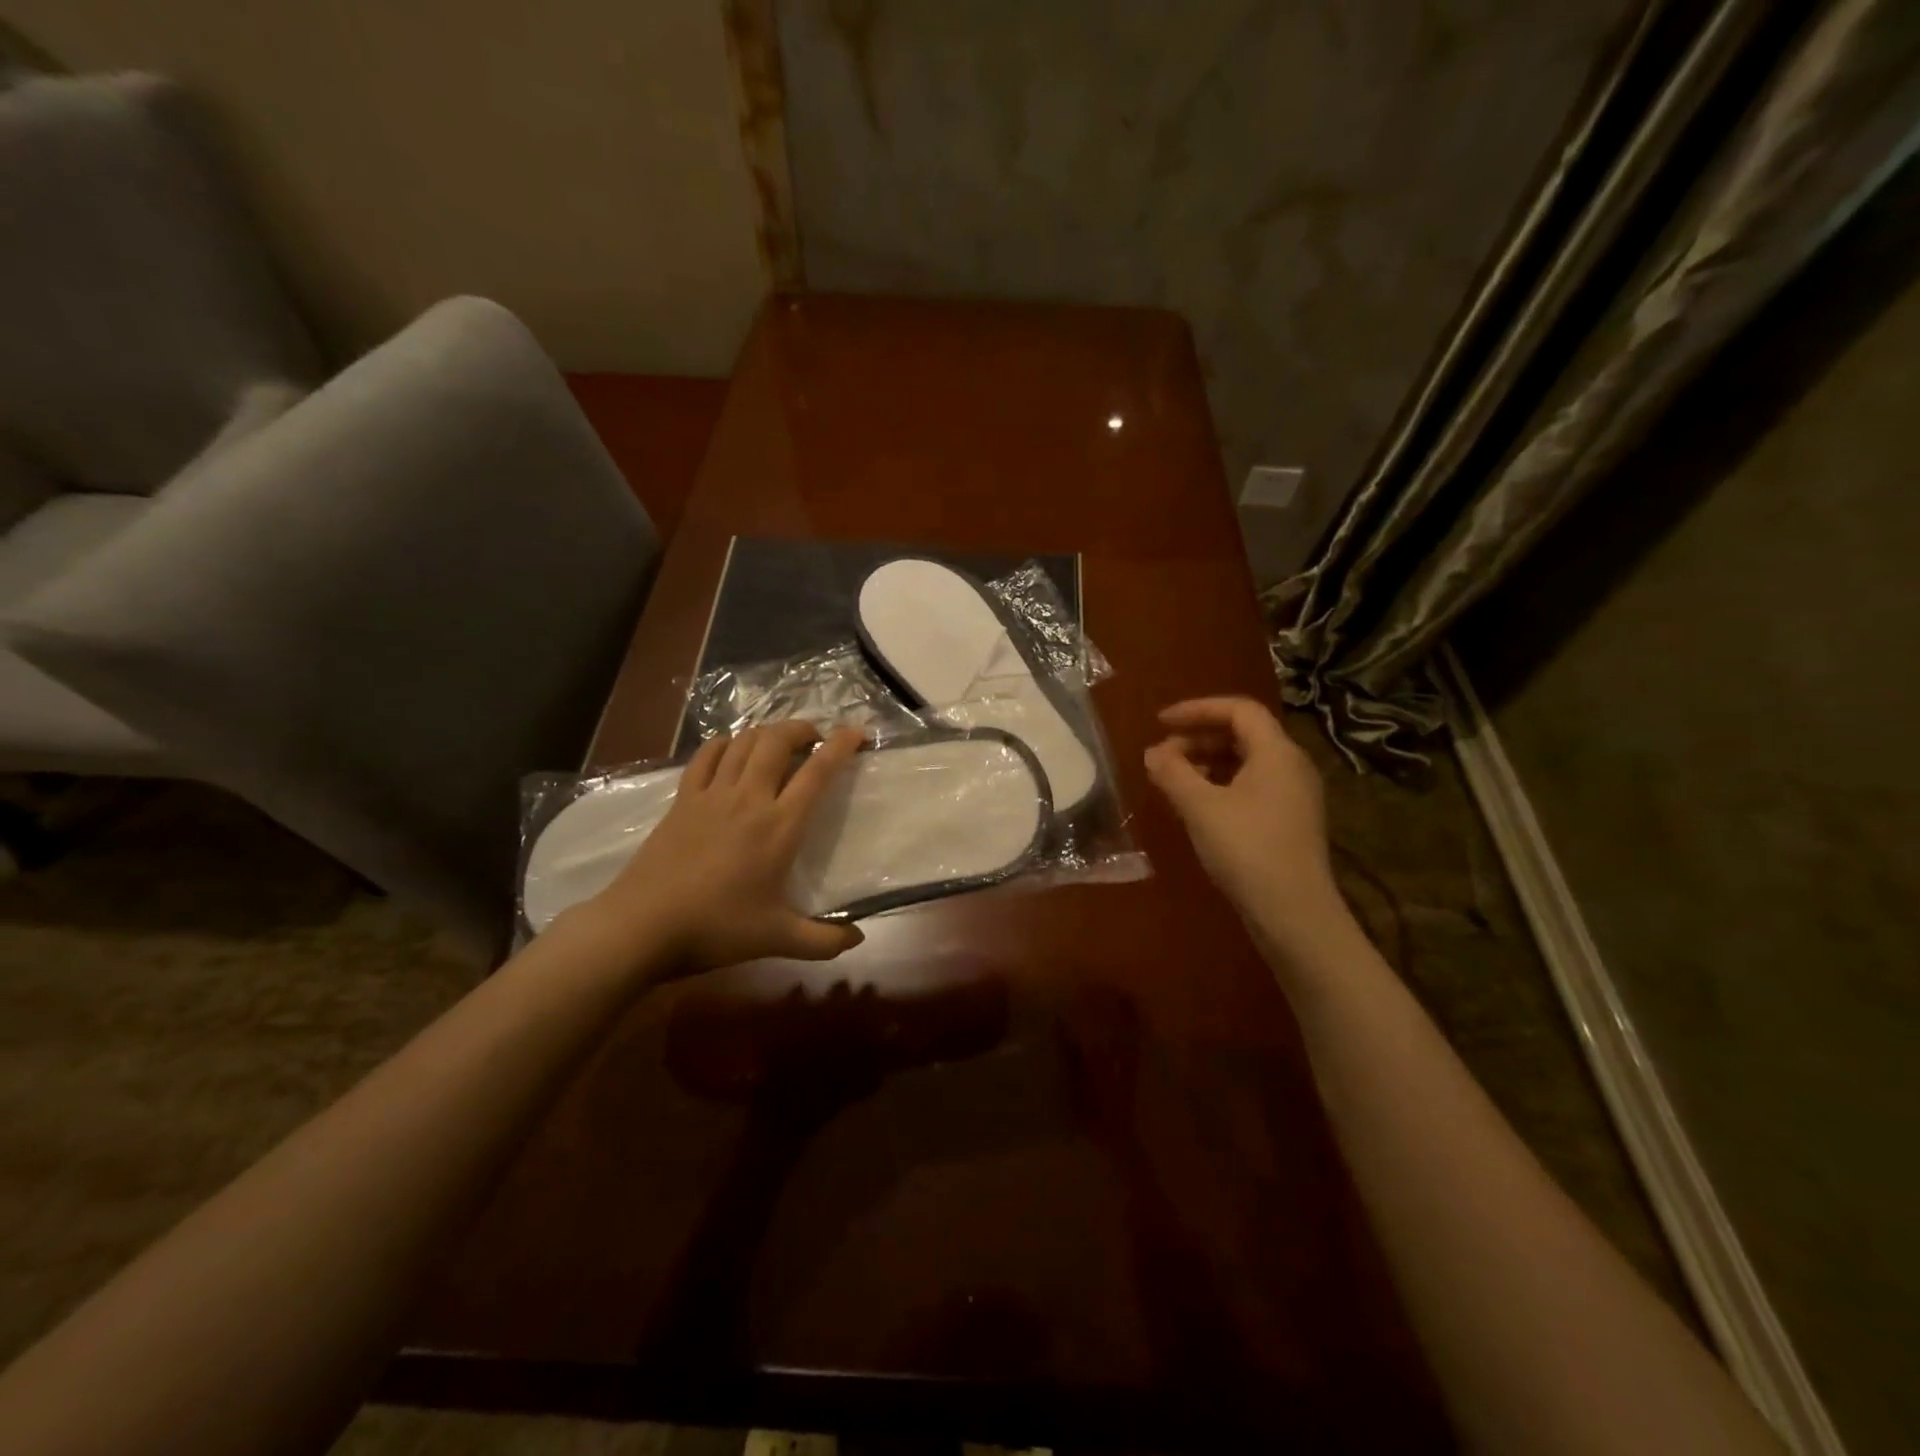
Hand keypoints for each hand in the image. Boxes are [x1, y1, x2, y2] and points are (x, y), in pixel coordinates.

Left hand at [579, 721, 867, 973]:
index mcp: (779, 826)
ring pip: (743, 742)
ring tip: (779, 741)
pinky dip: (724, 743)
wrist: (643, 926)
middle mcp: (749, 799)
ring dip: (766, 732)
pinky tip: (731, 748)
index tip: (856, 733)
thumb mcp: (778, 940)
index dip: (841, 746)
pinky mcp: (682, 800)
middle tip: (815, 737)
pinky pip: (706, 757)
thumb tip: (858, 939)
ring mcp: (711, 795)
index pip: (817, 772)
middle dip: (801, 729)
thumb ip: (823, 941)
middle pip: (777, 741)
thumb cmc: (716, 929)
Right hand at [1142, 697, 1345, 942]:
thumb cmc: (1246, 849)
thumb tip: (1153, 752)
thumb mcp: (1200, 807)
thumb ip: (1172, 772)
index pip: (1238, 709)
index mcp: (1276, 752)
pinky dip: (1221, 784)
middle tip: (1163, 756)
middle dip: (1198, 738)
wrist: (1294, 913)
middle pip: (1243, 734)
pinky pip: (1252, 786)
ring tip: (1174, 780)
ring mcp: (1295, 795)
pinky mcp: (1290, 821)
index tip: (1160, 722)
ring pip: (1247, 762)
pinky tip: (1197, 807)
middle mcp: (1292, 766)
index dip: (1197, 709)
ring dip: (1207, 762)